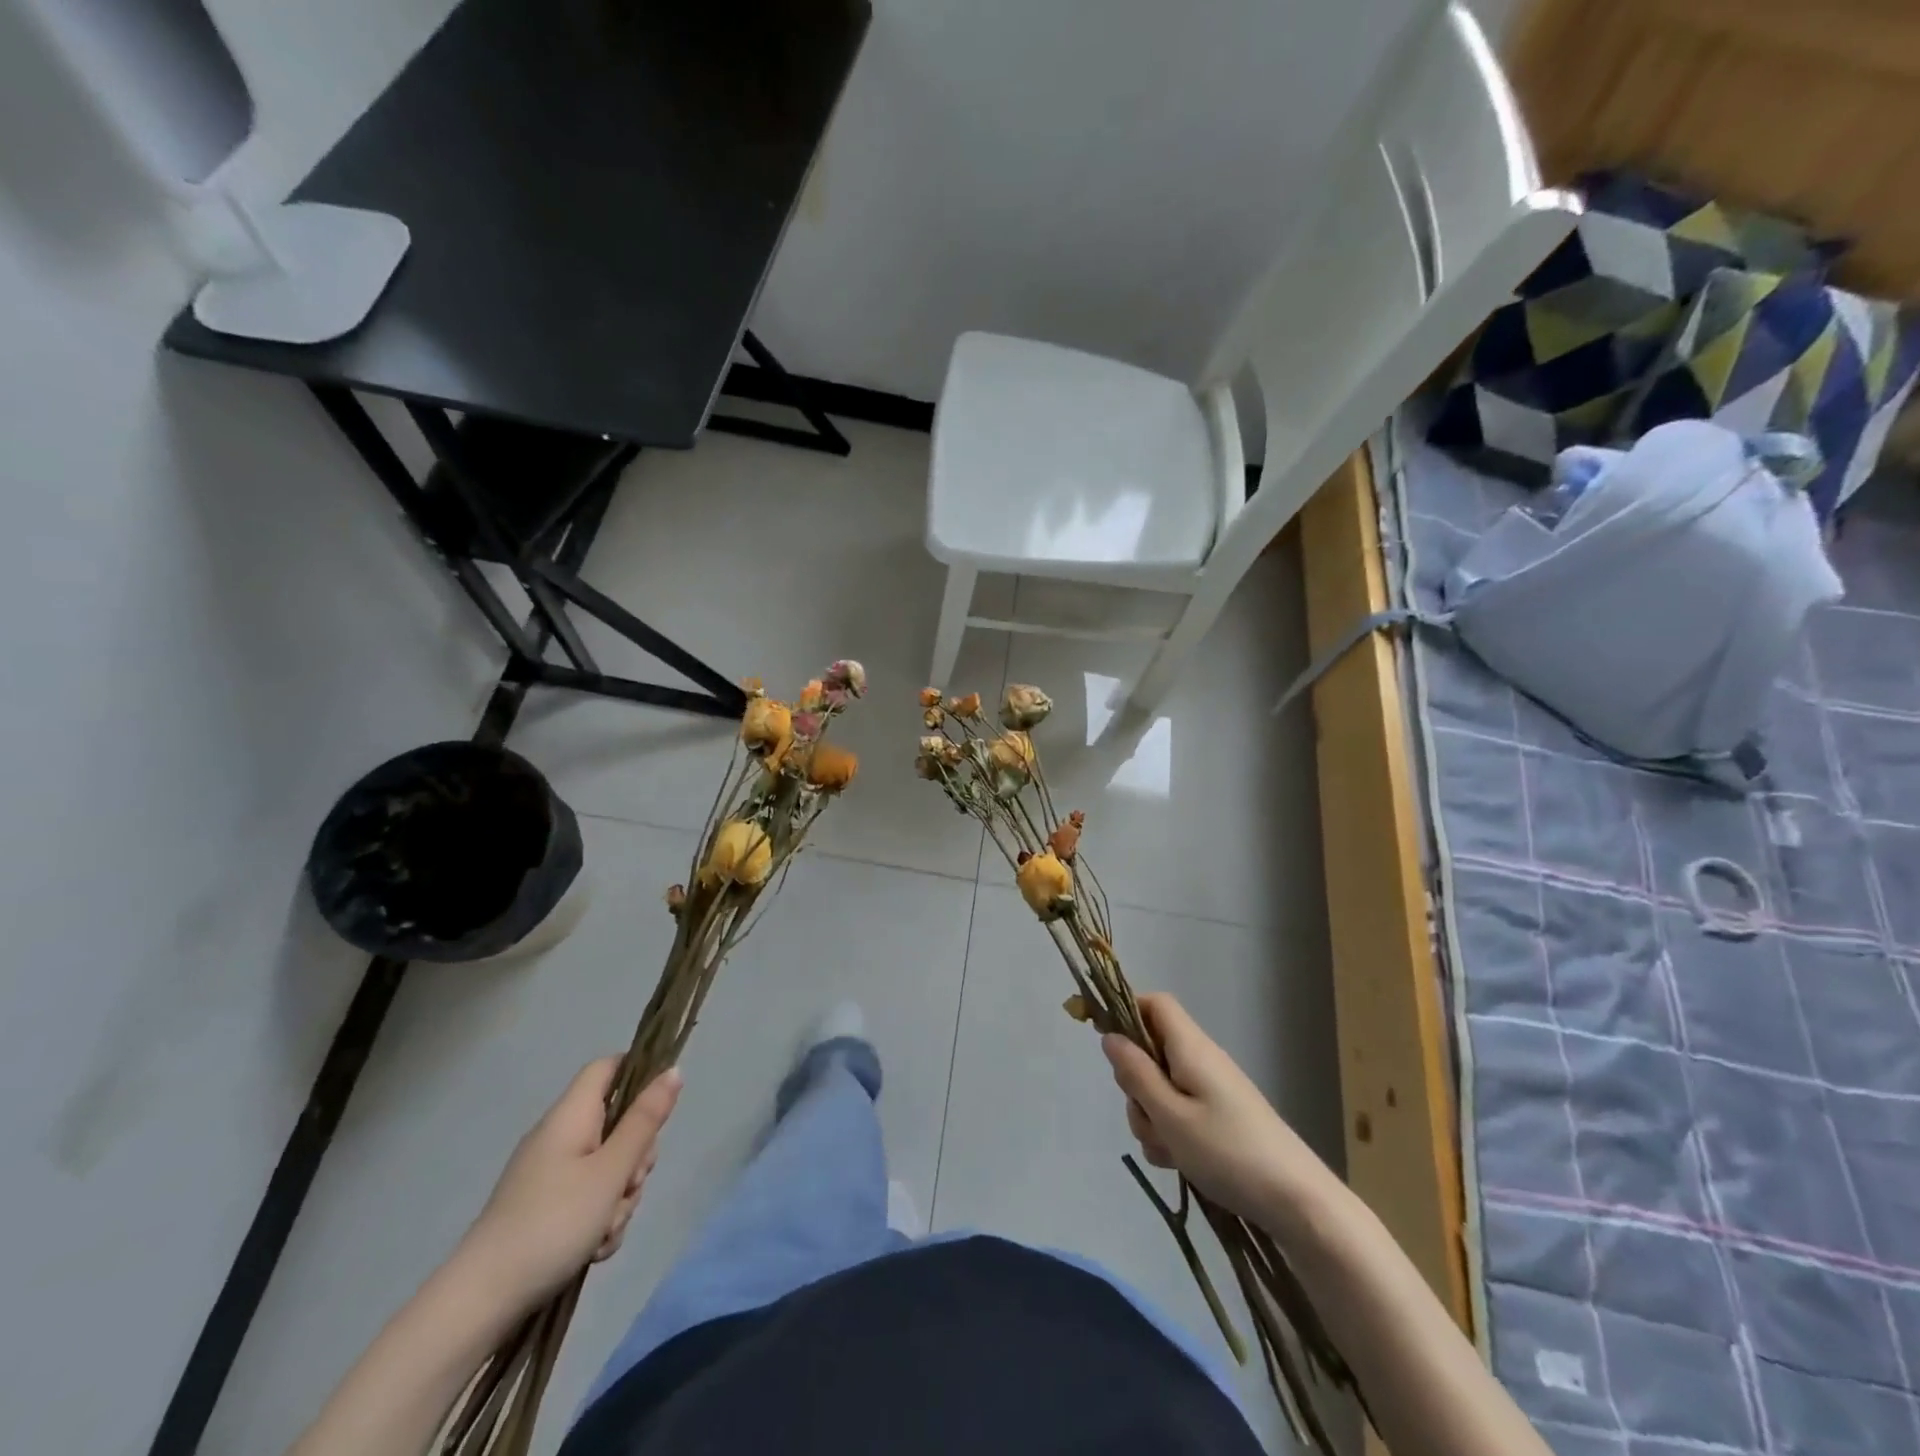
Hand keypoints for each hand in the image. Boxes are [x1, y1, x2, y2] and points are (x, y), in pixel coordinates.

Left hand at [455, 1060, 681, 1311]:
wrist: (480, 1302)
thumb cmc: (553, 1223)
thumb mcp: (611, 1170)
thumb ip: (645, 1120)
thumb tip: (673, 1071)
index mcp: (571, 1116)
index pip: (609, 1067)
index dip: (639, 1074)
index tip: (659, 1109)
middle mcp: (559, 1137)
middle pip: (617, 1123)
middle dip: (636, 1156)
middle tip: (630, 1184)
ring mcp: (550, 1175)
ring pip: (608, 1167)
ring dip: (619, 1196)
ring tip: (605, 1229)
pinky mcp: (545, 1208)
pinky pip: (589, 1198)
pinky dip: (599, 1219)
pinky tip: (594, 1248)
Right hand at [1103, 994, 1323, 1222]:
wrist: (1298, 1202)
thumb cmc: (1229, 1153)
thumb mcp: (1170, 1116)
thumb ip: (1136, 1074)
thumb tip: (1110, 1037)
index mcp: (1191, 1047)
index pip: (1155, 1003)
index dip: (1127, 1012)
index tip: (1110, 1046)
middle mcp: (1201, 1060)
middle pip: (1151, 1051)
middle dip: (1135, 1084)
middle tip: (1147, 1117)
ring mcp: (1212, 1090)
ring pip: (1161, 1088)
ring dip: (1152, 1117)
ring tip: (1169, 1151)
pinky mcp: (1220, 1117)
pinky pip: (1180, 1112)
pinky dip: (1172, 1133)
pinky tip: (1179, 1162)